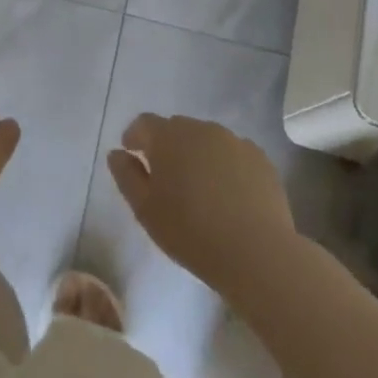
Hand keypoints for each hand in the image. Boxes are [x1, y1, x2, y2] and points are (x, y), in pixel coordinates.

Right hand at [107, 114, 294, 298]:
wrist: (257, 253)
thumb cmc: (191, 232)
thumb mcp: (145, 209)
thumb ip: (126, 176)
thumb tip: (117, 153)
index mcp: (168, 136)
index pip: (144, 123)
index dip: (135, 137)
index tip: (132, 155)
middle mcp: (201, 129)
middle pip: (176, 128)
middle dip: (166, 146)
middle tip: (165, 177)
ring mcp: (234, 141)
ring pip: (206, 140)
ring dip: (196, 154)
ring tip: (198, 188)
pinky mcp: (260, 159)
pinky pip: (232, 154)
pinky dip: (224, 166)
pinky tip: (227, 195)